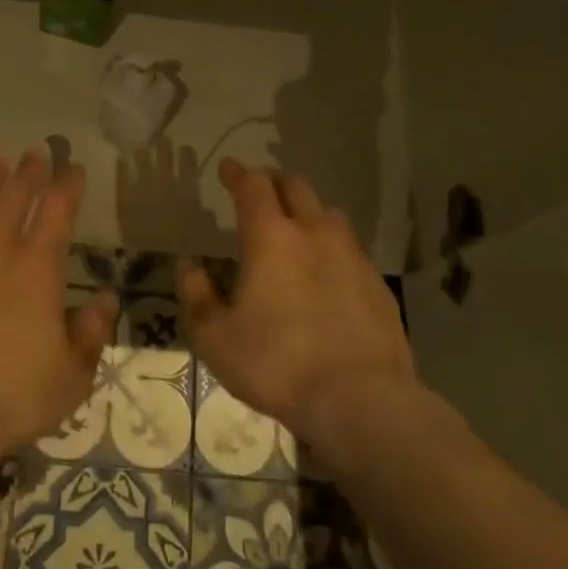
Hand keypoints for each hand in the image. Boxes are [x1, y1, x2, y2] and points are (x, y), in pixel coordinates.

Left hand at [0, 152, 118, 467]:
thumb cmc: (12, 396)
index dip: (69, 185)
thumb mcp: (71, 375)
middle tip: (36, 153)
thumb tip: (103, 300)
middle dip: (30, 170)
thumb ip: (91, 332)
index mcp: (38, 267)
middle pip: (15, 194)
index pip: (58, 210)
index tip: (74, 169)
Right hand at [178, 158, 416, 450]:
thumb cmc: (275, 364)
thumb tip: (189, 264)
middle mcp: (315, 233)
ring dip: (307, 212)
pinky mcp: (378, 284)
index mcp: (271, 237)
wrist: (359, 400)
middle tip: (259, 192)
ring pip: (328, 214)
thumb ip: (195, 293)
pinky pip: (350, 250)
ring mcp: (352, 256)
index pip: (253, 186)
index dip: (237, 173)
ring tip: (295, 229)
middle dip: (273, 182)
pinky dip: (331, 248)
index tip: (227, 168)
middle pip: (296, 187)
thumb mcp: (213, 336)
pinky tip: (326, 275)